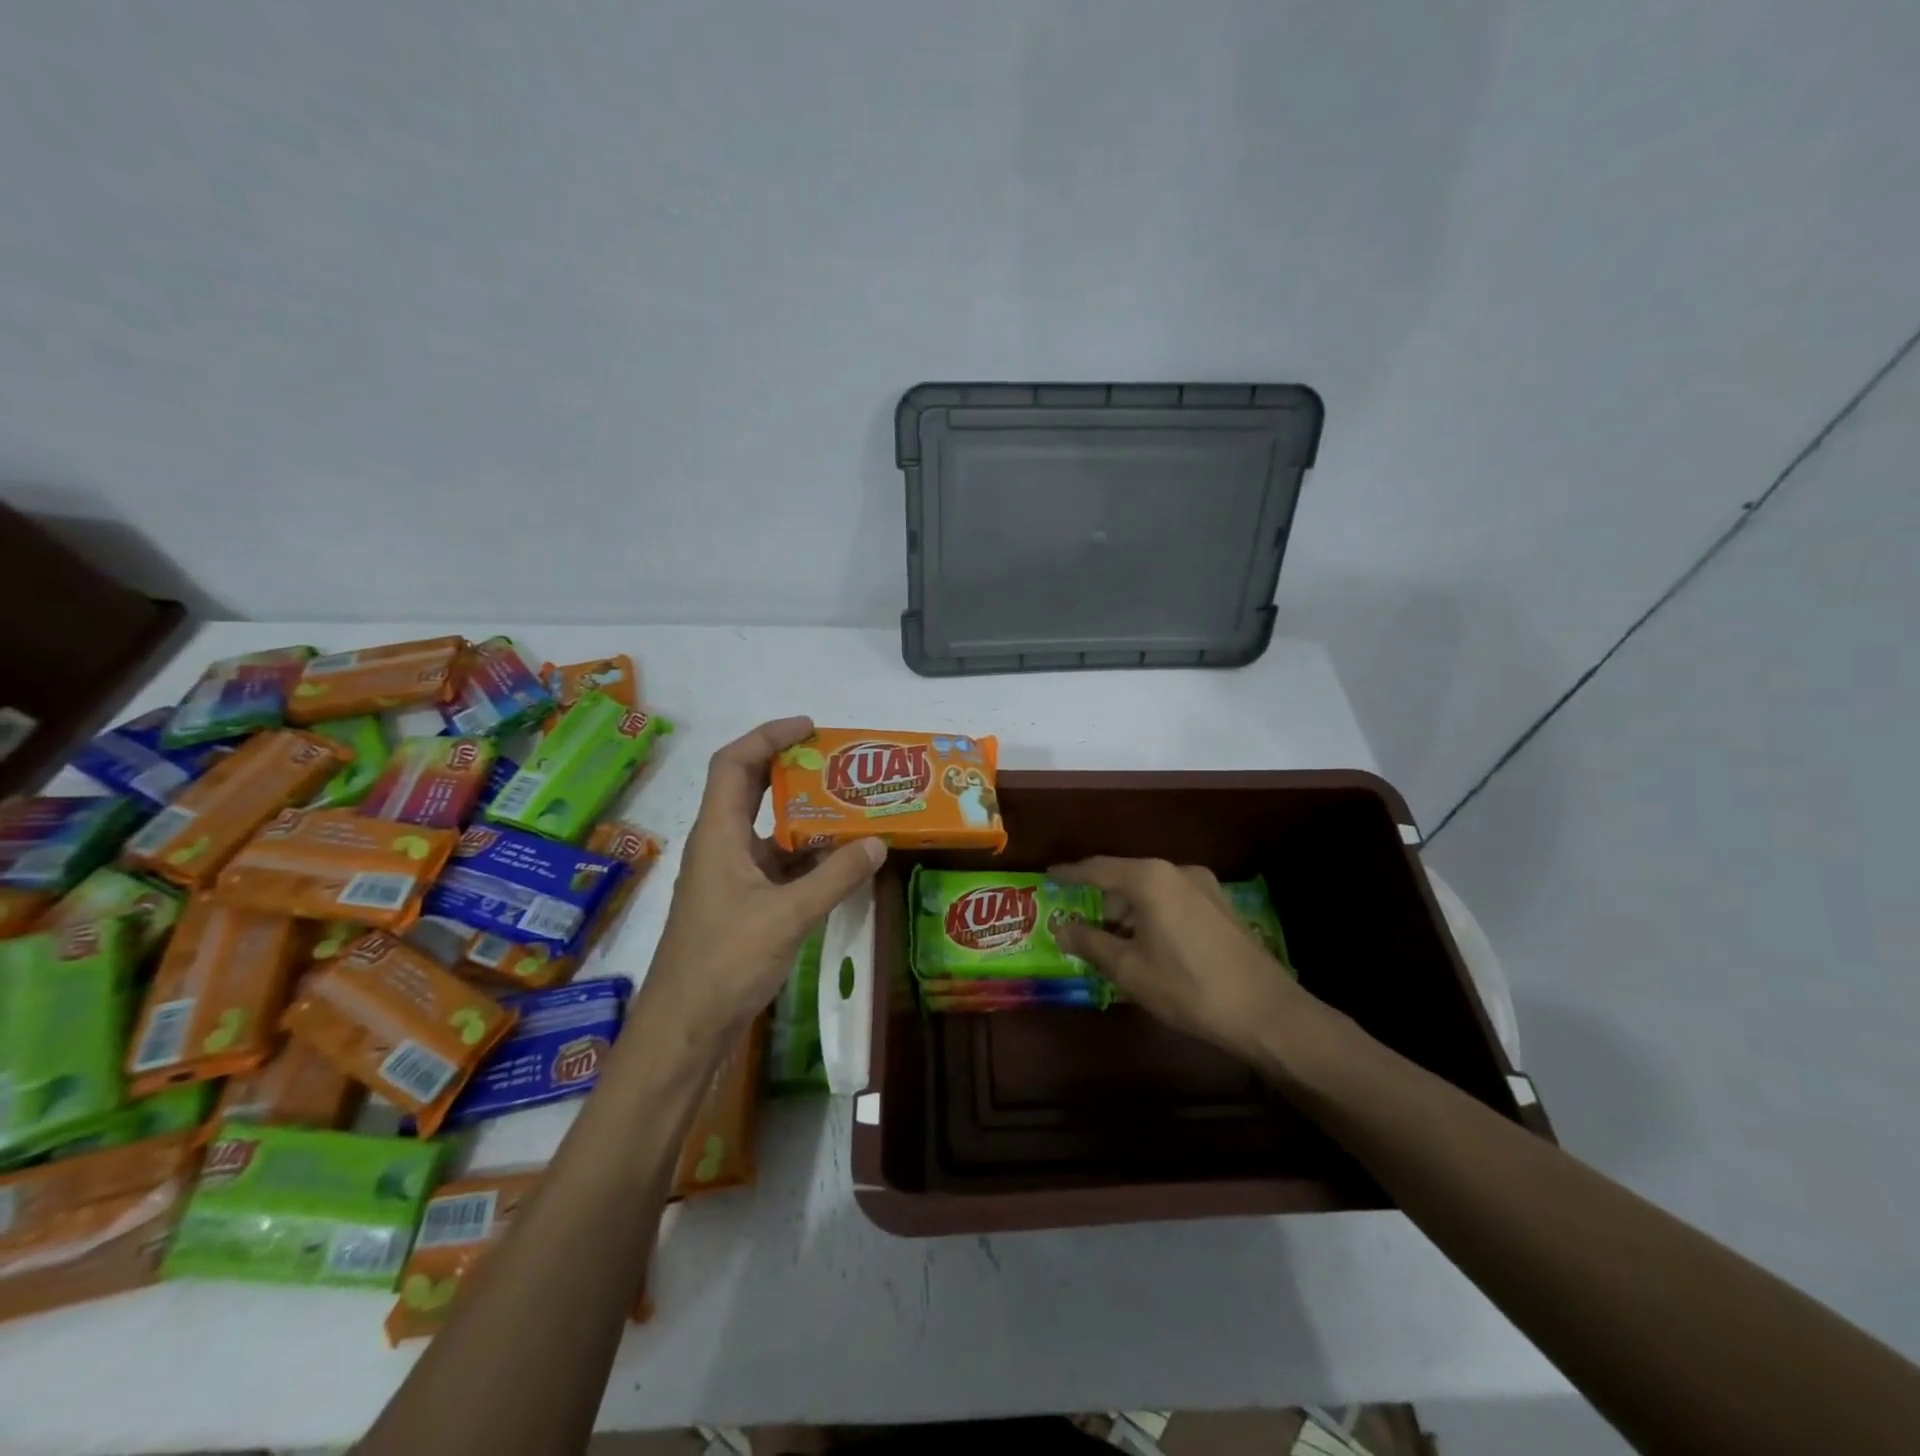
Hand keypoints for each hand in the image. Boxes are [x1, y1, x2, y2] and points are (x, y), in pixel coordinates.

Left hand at [643, 717, 884, 1045]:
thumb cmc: (725, 963)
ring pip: (767, 830)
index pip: (734, 764)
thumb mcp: (788, 916)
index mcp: (718, 834)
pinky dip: (806, 857)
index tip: (809, 727)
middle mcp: (720, 846)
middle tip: (836, 763)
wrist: (684, 1028)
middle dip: (790, 769)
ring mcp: (729, 876)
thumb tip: (877, 843)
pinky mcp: (740, 904)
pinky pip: (776, 864)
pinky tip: (839, 863)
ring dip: (804, 817)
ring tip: (850, 809)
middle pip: (750, 789)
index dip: (768, 736)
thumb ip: (834, 878)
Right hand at [1051, 857, 1310, 1065]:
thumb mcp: (1129, 969)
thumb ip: (1090, 942)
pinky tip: (1151, 944)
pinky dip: (1154, 914)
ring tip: (1116, 942)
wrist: (1266, 1012)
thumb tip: (1062, 927)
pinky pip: (1173, 900)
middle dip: (1102, 899)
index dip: (1070, 873)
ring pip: (1152, 890)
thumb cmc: (1188, 988)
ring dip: (1129, 910)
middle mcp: (1177, 871)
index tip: (1050, 875)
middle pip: (1126, 877)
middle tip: (1082, 924)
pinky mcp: (1221, 906)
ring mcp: (1204, 886)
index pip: (1098, 868)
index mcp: (1150, 879)